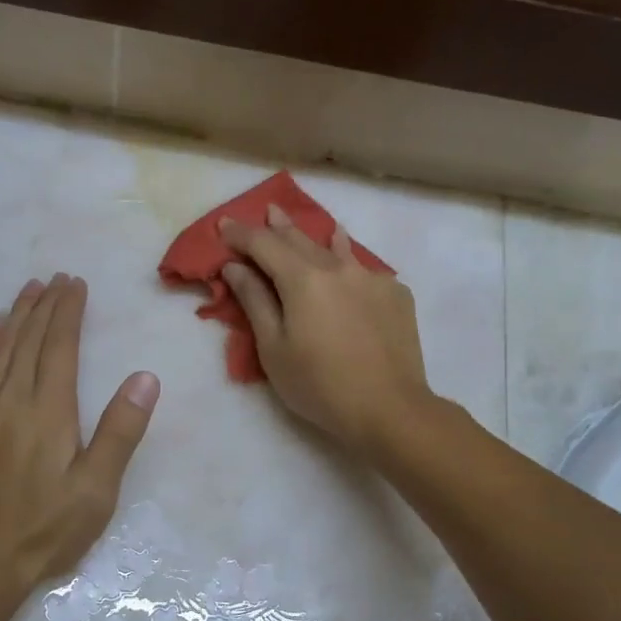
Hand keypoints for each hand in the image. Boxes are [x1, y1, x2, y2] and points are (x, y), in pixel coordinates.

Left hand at [0, 275, 159, 604]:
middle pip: (28, 339)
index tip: (76, 284)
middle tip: (57, 279)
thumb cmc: (47, 528)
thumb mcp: (97, 489)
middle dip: (45, 305)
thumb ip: (120, 431)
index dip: (68, 311)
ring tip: (28, 291)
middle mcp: (11, 400)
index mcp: (48, 410)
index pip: (59, 346)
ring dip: (14, 316)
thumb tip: (145, 378)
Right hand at [220, 206, 430, 451]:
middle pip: (301, 240)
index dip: (241, 234)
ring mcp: (373, 278)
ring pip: (337, 250)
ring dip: (315, 237)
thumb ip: (255, 302)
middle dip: (278, 226)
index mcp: (303, 279)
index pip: (264, 245)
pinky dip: (347, 262)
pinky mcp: (396, 295)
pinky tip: (347, 262)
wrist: (390, 409)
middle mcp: (339, 268)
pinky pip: (364, 270)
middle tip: (266, 211)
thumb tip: (236, 267)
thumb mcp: (273, 348)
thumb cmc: (319, 385)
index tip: (224, 225)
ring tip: (306, 225)